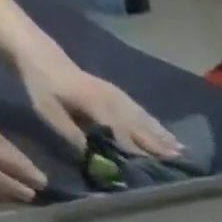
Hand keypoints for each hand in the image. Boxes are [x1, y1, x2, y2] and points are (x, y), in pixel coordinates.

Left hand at [21, 56, 181, 157]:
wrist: (41, 55)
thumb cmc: (43, 86)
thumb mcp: (49, 112)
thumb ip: (72, 133)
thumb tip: (94, 156)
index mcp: (96, 106)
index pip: (122, 132)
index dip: (138, 149)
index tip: (154, 165)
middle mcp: (112, 101)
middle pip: (140, 126)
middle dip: (160, 144)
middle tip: (179, 160)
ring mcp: (117, 96)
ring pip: (144, 119)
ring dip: (163, 135)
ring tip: (180, 150)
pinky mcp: (118, 95)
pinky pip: (141, 111)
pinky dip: (156, 124)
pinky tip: (166, 132)